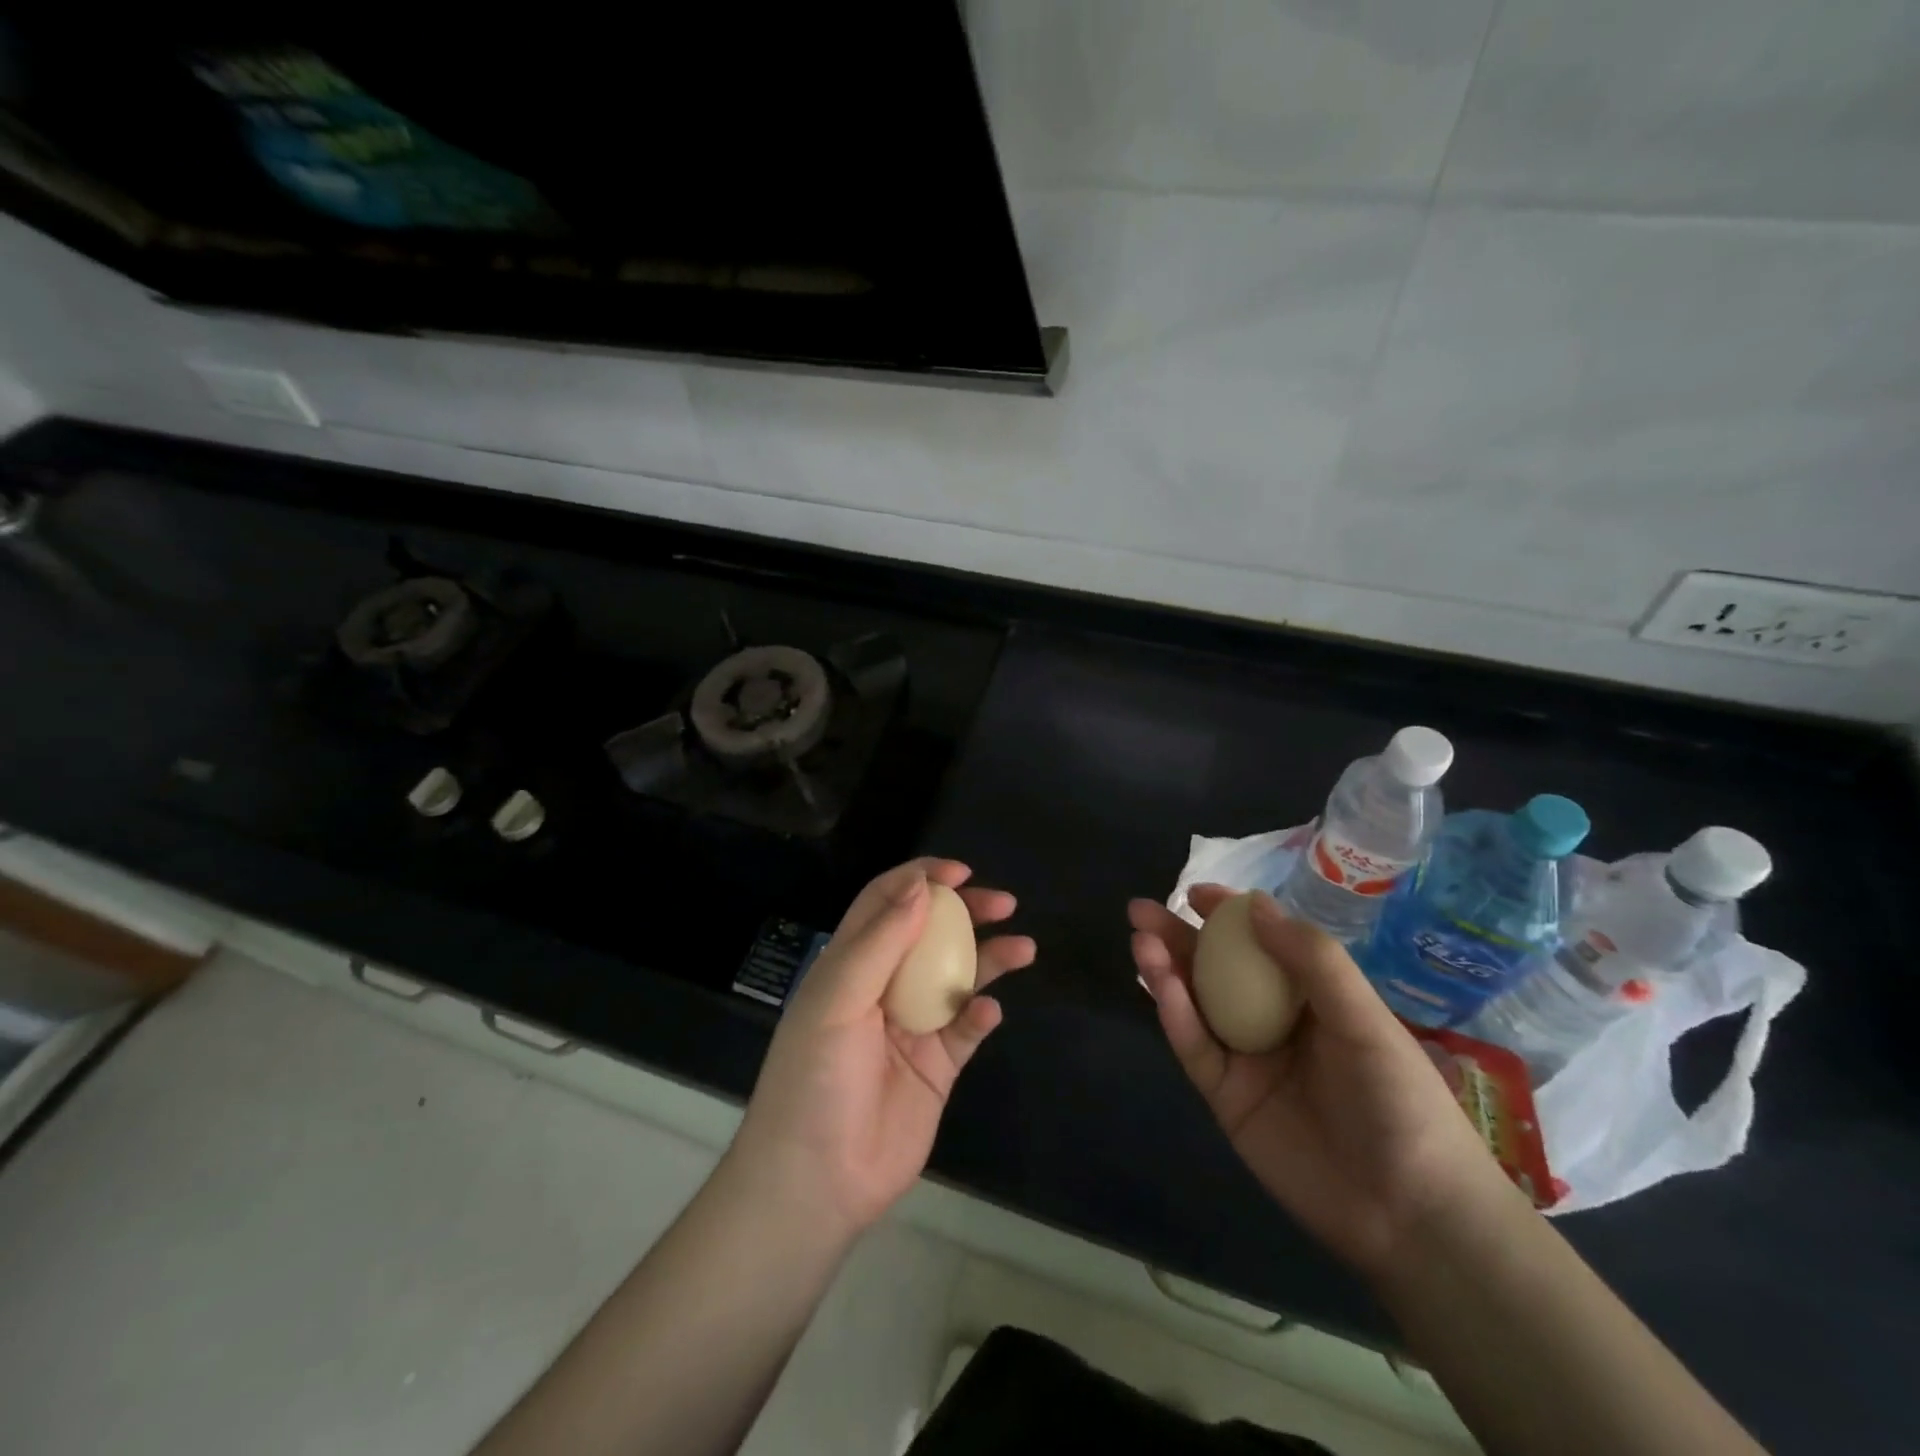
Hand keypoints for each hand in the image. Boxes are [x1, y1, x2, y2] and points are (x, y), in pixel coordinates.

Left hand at [727, 859, 1034, 1242]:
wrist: (817, 1181)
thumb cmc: (815, 1078)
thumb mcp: (837, 1000)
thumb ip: (881, 941)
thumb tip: (921, 886)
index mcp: (850, 963)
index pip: (886, 903)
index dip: (920, 879)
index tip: (959, 873)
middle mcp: (884, 986)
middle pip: (931, 933)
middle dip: (966, 911)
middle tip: (1003, 903)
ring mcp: (913, 1025)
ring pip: (958, 975)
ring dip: (990, 957)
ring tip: (1022, 947)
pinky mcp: (938, 1065)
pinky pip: (967, 1028)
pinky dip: (981, 1014)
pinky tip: (988, 1012)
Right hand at [1128, 885, 1515, 1278]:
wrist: (1407, 1212)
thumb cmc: (1399, 1100)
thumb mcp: (1364, 1019)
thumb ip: (1312, 960)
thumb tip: (1254, 904)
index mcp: (1312, 997)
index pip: (1262, 944)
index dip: (1229, 916)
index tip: (1196, 893)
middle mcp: (1273, 1020)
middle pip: (1216, 969)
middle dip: (1178, 937)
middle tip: (1142, 910)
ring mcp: (1246, 1059)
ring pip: (1196, 1003)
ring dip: (1166, 970)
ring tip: (1141, 939)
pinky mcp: (1225, 1096)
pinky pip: (1194, 1047)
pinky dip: (1174, 1014)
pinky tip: (1160, 984)